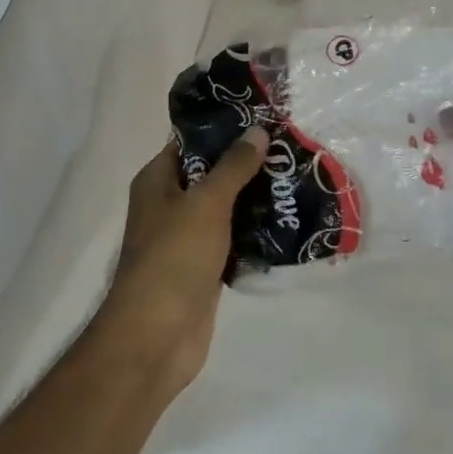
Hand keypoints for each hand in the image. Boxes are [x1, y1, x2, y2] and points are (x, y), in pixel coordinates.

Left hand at [94, 127, 269, 393]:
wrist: (157, 338)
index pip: (191, 141)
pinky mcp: (204, 266)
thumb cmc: (174, 259)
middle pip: (211, 172)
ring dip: (255, 196)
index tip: (262, 115)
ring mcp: (186, 237)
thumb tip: (256, 130)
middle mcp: (169, 203)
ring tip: (296, 176)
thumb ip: (233, 166)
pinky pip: (233, 238)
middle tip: (289, 146)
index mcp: (158, 180)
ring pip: (225, 207)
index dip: (223, 127)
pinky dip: (255, 231)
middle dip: (247, 162)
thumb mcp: (206, 203)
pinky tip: (288, 220)